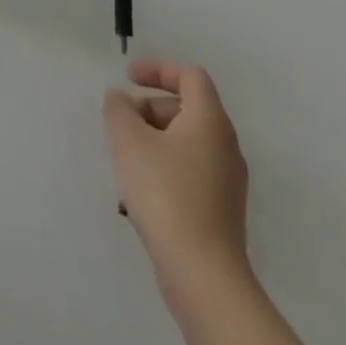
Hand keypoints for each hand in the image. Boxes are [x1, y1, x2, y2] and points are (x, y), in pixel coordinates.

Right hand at [103, 60, 249, 288]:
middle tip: (121, 125)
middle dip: (148, 109)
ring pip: (184, 144)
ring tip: (123, 163)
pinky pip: (188, 173)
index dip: (158, 68)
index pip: (190, 75)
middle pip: (186, 109)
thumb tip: (121, 99)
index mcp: (210, 121)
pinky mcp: (221, 213)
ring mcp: (227, 183)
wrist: (203, 275)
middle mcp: (225, 147)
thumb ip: (119, 107)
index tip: (128, 77)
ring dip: (151, 142)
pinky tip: (139, 195)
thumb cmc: (165, 192)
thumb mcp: (128, 138)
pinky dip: (163, 170)